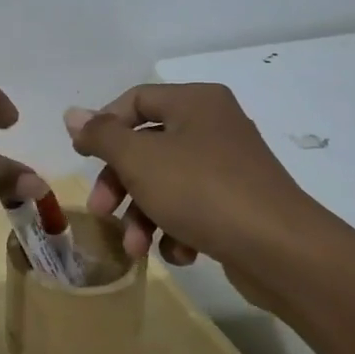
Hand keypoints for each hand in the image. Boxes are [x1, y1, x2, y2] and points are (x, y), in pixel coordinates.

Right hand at [64, 83, 344, 285]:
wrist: (282, 251)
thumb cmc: (202, 191)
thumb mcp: (140, 160)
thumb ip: (102, 135)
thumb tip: (73, 114)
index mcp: (195, 102)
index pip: (135, 100)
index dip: (103, 127)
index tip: (82, 158)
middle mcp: (214, 125)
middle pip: (147, 146)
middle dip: (120, 184)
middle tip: (101, 212)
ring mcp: (229, 166)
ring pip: (167, 182)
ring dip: (143, 215)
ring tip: (135, 248)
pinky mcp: (239, 203)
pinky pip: (194, 207)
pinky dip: (177, 229)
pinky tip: (178, 253)